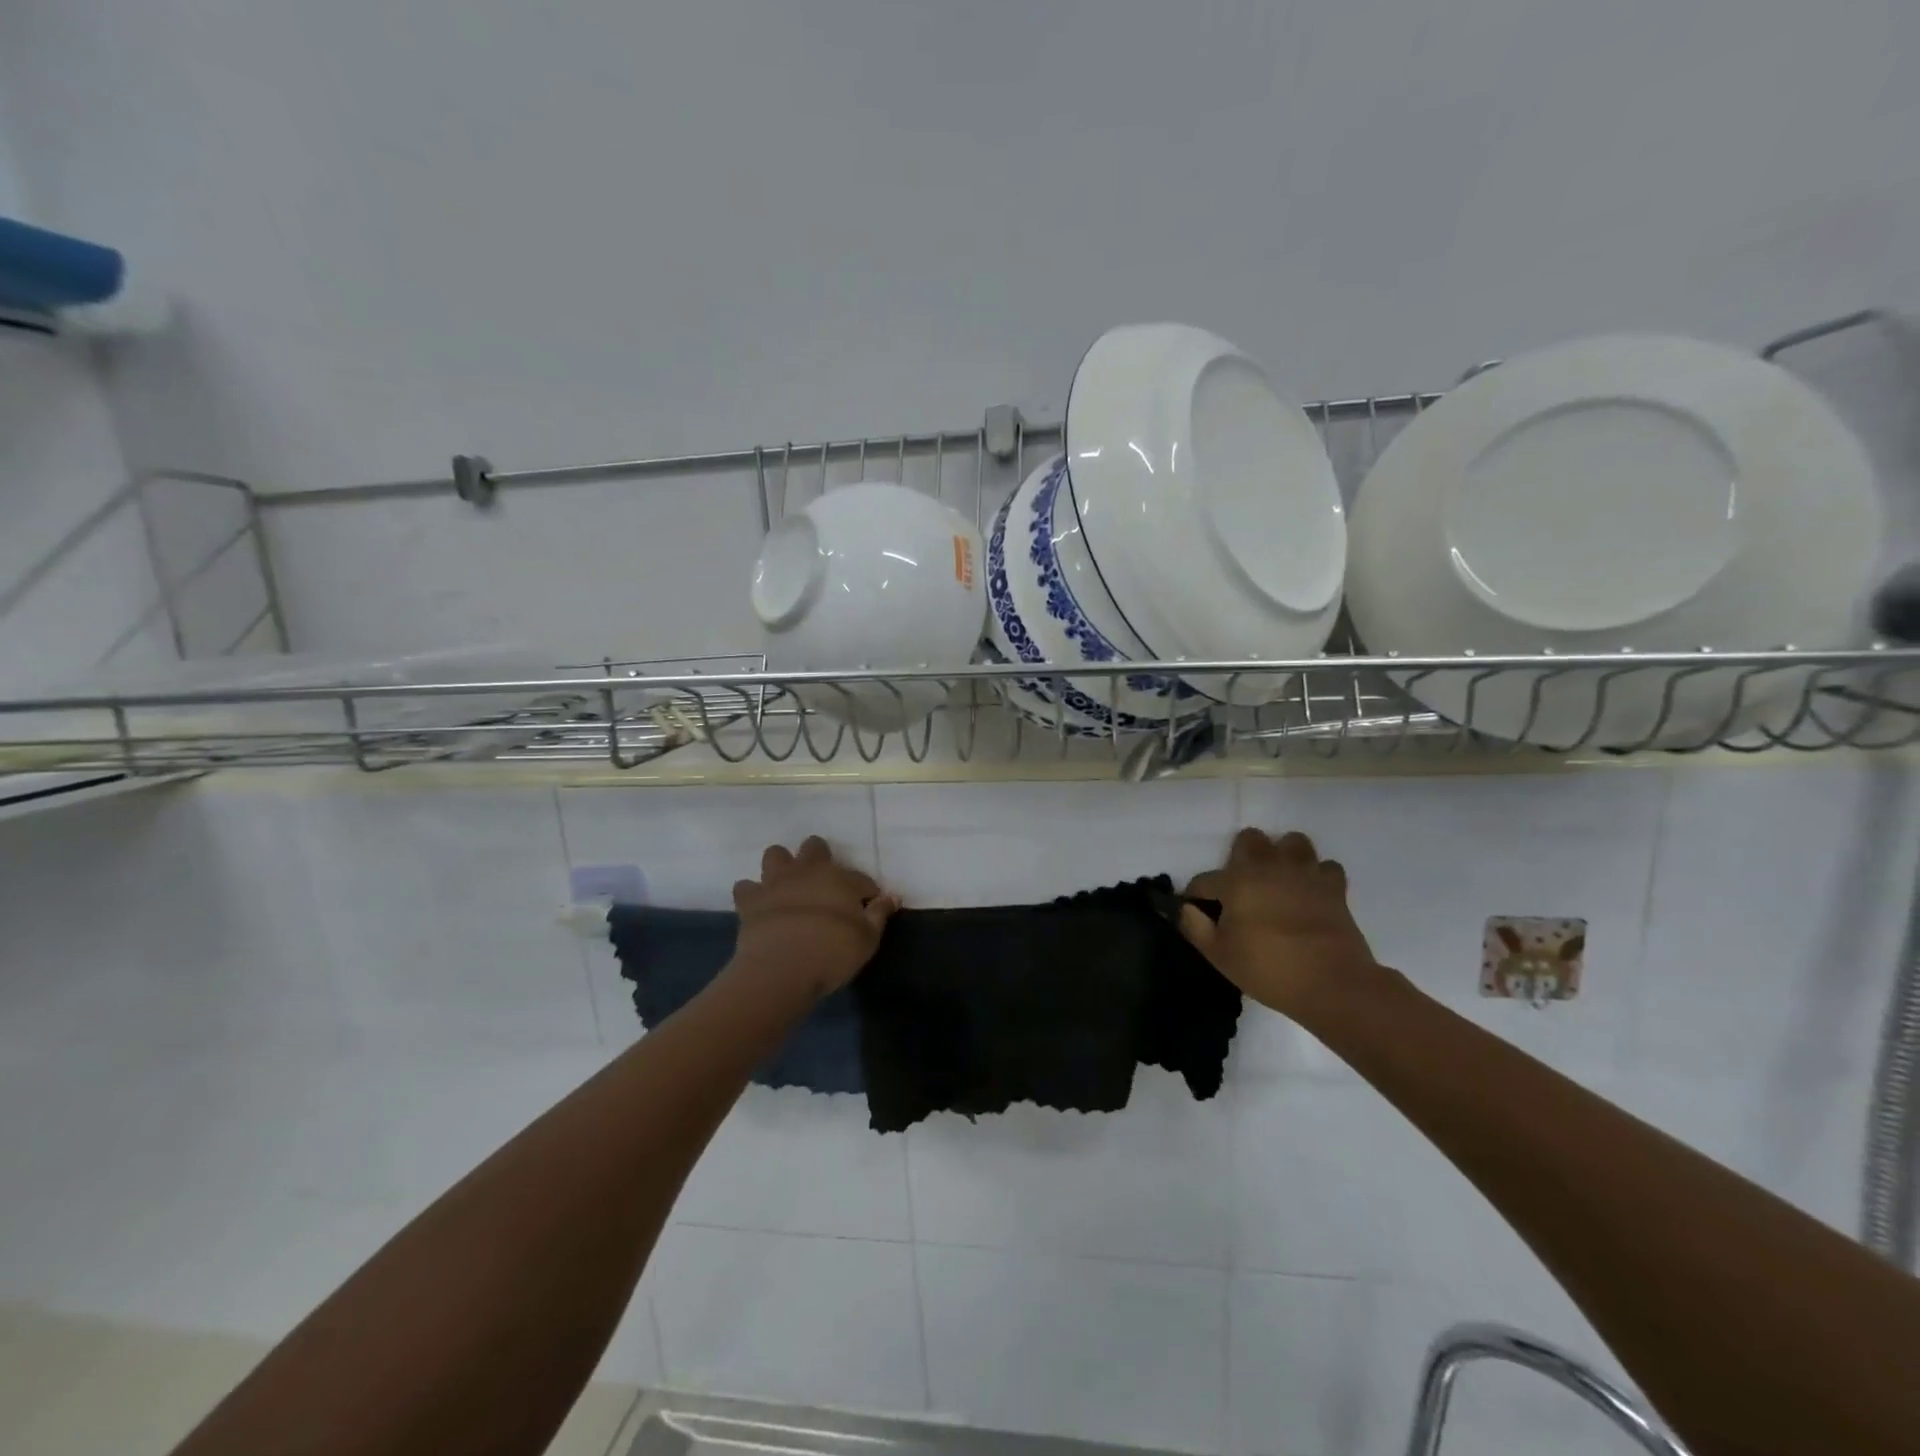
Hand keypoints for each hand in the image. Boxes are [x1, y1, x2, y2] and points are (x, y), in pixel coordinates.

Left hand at [731, 837, 897, 997]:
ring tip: (788, 886)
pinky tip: (760, 905)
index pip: (861, 879)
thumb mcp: (868, 938)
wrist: (781, 968)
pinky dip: (752, 893)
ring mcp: (775, 882)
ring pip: (776, 854)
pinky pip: (746, 886)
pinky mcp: (750, 900)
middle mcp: (807, 871)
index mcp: (840, 878)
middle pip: (814, 847)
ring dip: (782, 866)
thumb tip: (892, 896)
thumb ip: (880, 913)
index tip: (868, 907)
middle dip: (820, 858)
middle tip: (825, 885)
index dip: (867, 892)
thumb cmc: (832, 953)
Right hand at [1179, 828, 1378, 1014]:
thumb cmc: (1268, 969)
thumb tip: (1187, 909)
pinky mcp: (1334, 886)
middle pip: (1250, 839)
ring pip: (1292, 842)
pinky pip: (1324, 867)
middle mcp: (1269, 866)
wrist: (1332, 984)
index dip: (1197, 896)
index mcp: (1236, 881)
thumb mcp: (1219, 955)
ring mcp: (1304, 872)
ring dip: (1283, 857)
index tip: (1199, 913)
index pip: (1204, 881)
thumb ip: (1195, 927)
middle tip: (1242, 888)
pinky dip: (1317, 876)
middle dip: (1241, 857)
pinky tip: (1310, 893)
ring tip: (1279, 882)